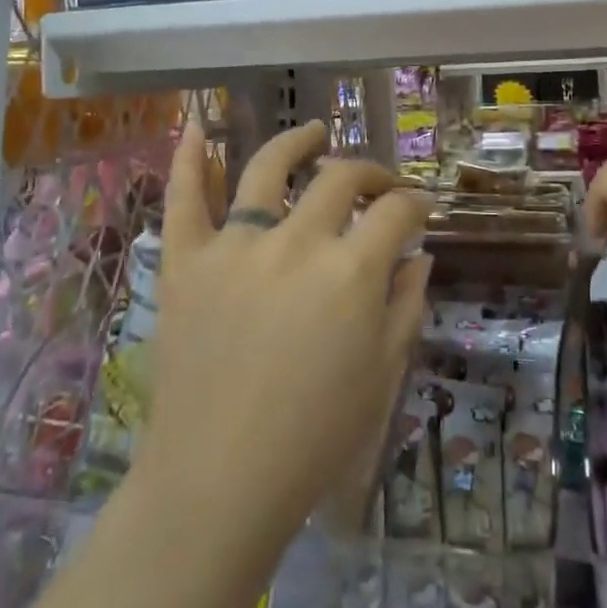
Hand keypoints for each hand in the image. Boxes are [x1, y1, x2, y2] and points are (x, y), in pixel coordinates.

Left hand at [137, 120, 432, 557]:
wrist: (218, 482)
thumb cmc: (314, 438)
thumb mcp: (382, 374)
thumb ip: (407, 304)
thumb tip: (421, 254)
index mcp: (350, 270)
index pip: (395, 212)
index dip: (416, 204)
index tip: (421, 209)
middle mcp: (296, 241)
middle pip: (340, 178)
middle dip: (369, 174)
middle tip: (378, 185)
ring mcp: (235, 245)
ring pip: (267, 168)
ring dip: (297, 142)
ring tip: (314, 131)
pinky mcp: (187, 261)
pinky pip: (185, 198)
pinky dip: (190, 158)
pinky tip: (196, 125)